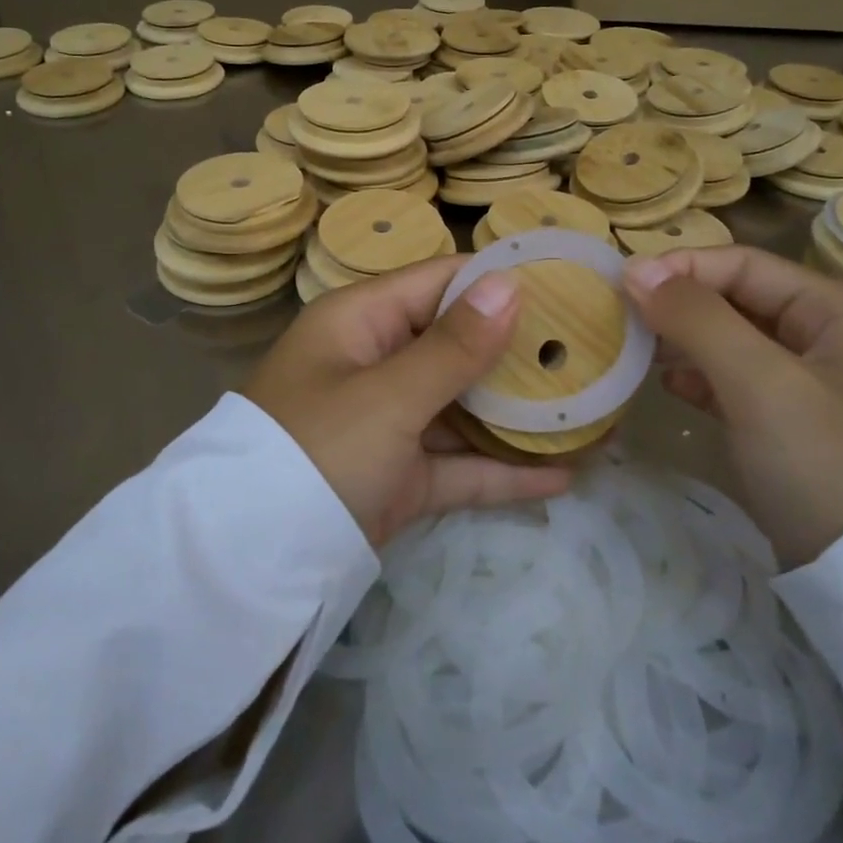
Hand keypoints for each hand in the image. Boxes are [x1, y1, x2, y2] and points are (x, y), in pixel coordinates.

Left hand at [243, 258, 571, 546]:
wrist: (251, 562)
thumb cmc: (317, 450)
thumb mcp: (388, 395)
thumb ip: (454, 346)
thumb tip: (510, 283)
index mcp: (361, 323)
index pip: (439, 282)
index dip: (497, 280)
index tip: (563, 282)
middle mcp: (376, 363)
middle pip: (457, 344)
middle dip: (517, 349)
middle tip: (591, 347)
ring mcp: (389, 423)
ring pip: (463, 407)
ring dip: (517, 413)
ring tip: (588, 407)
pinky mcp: (399, 478)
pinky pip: (458, 465)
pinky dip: (502, 472)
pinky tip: (562, 476)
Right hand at [623, 245, 842, 568]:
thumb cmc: (826, 462)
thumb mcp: (760, 382)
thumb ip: (697, 319)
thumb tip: (635, 271)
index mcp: (839, 311)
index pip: (745, 265)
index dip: (681, 268)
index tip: (622, 284)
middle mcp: (831, 337)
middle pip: (740, 299)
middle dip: (680, 304)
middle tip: (622, 317)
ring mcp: (816, 384)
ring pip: (735, 340)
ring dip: (685, 340)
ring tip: (637, 349)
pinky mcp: (798, 425)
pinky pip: (740, 381)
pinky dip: (703, 377)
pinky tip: (669, 385)